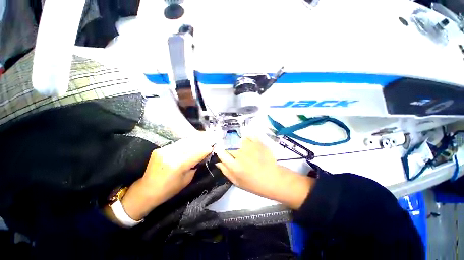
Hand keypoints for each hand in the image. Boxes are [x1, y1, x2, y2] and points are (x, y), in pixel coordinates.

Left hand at [120, 132, 213, 220]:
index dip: (207, 148)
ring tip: (202, 140)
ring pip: (185, 142)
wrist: (146, 190)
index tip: (213, 146)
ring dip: (195, 141)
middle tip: (209, 141)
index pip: (198, 152)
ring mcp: (164, 150)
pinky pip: (177, 144)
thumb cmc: (169, 190)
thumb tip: (203, 155)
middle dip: (202, 142)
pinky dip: (186, 144)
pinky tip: (190, 145)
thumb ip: (196, 165)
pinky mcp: (160, 149)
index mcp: (178, 164)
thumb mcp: (187, 179)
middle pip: (192, 144)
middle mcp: (171, 154)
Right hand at [215, 137, 314, 209]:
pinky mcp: (257, 143)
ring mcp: (249, 147)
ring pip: (239, 141)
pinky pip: (249, 137)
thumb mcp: (237, 182)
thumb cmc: (254, 184)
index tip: (220, 151)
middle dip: (231, 151)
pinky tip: (251, 144)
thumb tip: (218, 162)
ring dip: (240, 145)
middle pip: (230, 148)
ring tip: (246, 151)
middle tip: (238, 156)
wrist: (273, 179)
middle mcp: (240, 154)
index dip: (219, 151)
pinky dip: (248, 139)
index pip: (221, 153)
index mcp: (234, 165)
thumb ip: (226, 171)